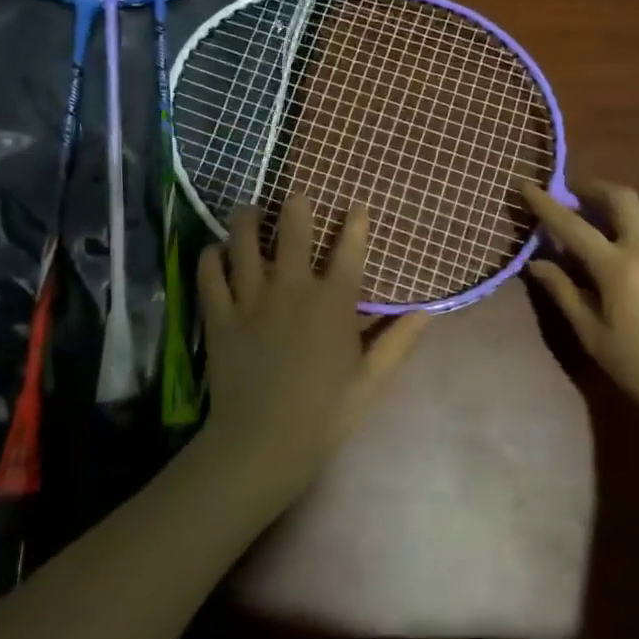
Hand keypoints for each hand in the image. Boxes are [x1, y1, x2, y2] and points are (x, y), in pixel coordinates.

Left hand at [196, 194, 429, 512]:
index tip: (357, 206)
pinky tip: (215, 251)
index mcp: (333, 302)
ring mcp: (251, 299)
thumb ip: (398, 341)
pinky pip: (209, 274)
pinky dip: (211, 257)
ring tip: (248, 210)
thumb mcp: (371, 380)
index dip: (355, 222)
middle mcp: (292, 288)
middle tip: (295, 195)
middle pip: (292, 229)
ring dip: (246, 220)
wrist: (262, 443)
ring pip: (243, 241)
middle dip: (295, 205)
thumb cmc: (325, 413)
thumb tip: (428, 311)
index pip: (349, 249)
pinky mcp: (220, 315)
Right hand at [522, 181, 638, 438]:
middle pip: (621, 197)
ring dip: (633, 204)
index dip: (545, 204)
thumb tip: (536, 263)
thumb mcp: (592, 335)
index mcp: (616, 267)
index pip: (571, 226)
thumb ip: (564, 293)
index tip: (527, 185)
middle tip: (578, 197)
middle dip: (595, 189)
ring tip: (618, 217)